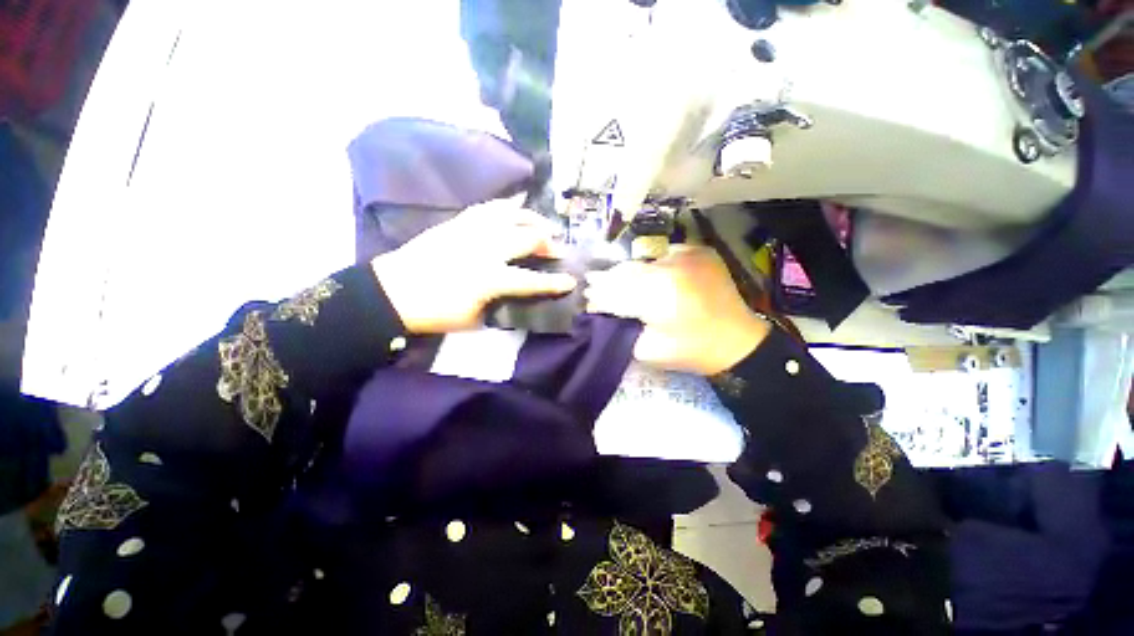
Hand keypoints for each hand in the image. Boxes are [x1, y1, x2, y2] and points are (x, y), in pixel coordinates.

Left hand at [371, 197, 575, 332]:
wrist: (392, 292)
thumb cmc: (435, 312)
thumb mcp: (474, 319)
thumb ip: (500, 304)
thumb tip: (516, 295)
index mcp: (491, 278)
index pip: (532, 280)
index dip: (555, 282)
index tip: (571, 281)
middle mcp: (486, 249)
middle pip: (528, 238)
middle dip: (548, 244)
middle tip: (556, 250)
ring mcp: (471, 231)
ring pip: (510, 215)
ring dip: (532, 219)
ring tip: (542, 225)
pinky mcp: (457, 223)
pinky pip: (488, 208)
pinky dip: (506, 208)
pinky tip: (514, 211)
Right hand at [584, 246, 769, 375]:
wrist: (737, 340)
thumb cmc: (690, 351)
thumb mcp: (647, 350)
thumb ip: (621, 329)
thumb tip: (603, 312)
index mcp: (657, 297)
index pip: (616, 293)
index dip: (599, 296)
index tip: (585, 298)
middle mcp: (670, 269)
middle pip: (627, 272)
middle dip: (607, 279)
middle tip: (591, 281)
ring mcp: (687, 256)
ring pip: (643, 260)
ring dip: (627, 270)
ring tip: (612, 275)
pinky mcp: (699, 251)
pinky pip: (664, 254)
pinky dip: (652, 263)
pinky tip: (647, 272)